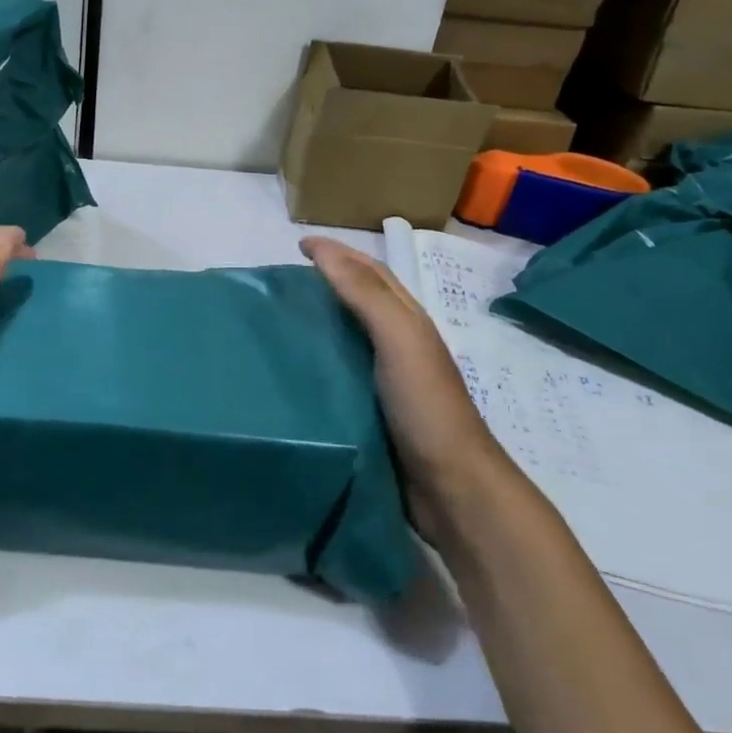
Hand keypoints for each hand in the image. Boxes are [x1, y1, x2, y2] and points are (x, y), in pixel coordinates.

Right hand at [301, 237, 503, 520]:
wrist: (452, 488)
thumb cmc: (426, 405)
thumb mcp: (399, 338)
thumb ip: (365, 294)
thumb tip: (324, 250)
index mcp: (408, 320)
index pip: (371, 271)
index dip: (338, 252)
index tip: (298, 244)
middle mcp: (398, 343)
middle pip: (360, 299)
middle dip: (327, 279)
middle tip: (283, 280)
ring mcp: (386, 379)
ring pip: (347, 335)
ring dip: (319, 319)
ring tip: (279, 318)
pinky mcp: (371, 411)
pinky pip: (339, 372)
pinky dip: (317, 359)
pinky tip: (292, 367)